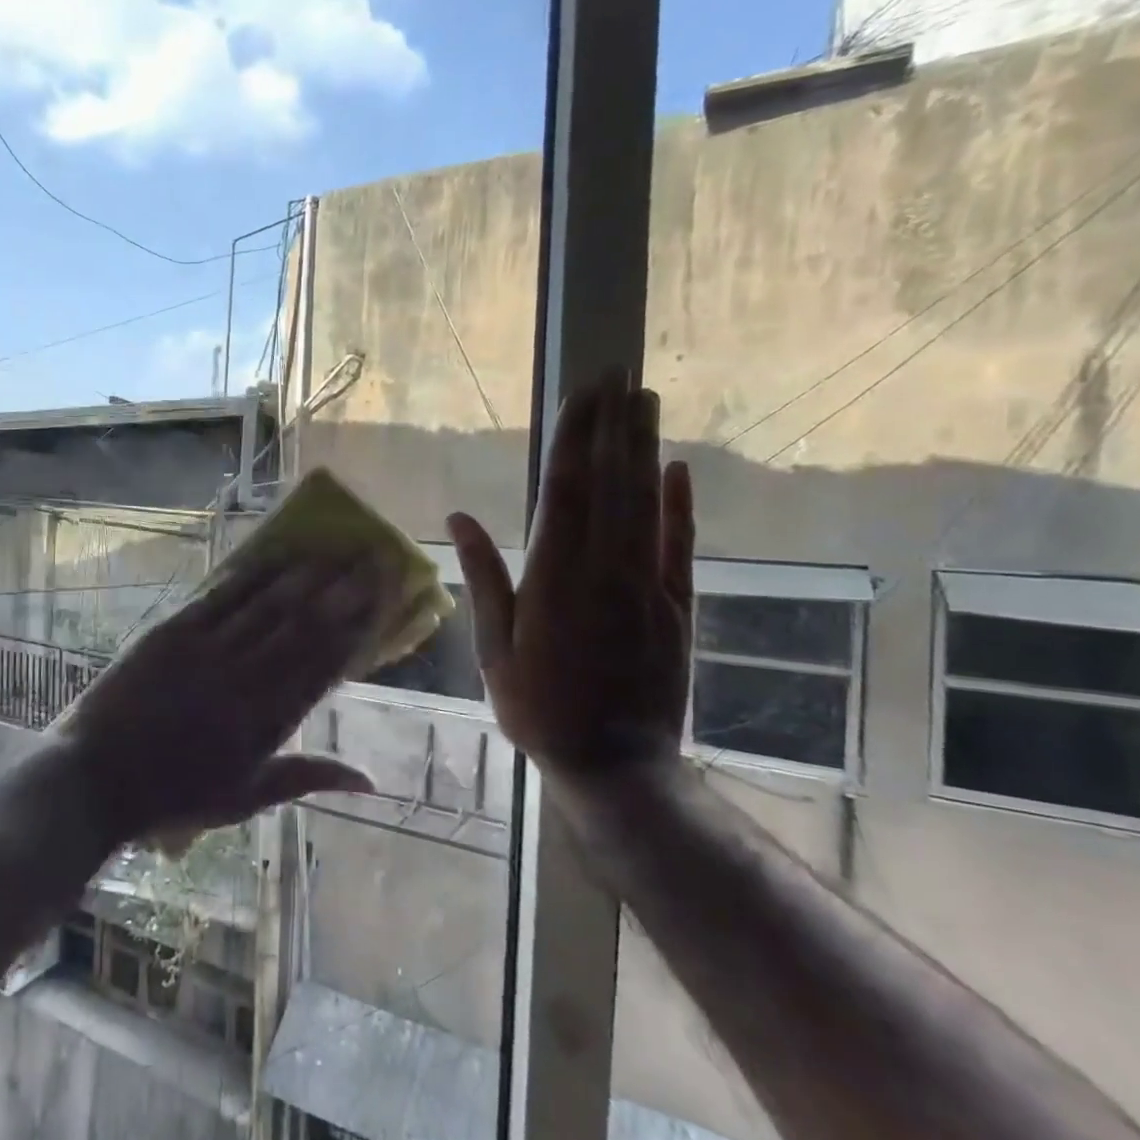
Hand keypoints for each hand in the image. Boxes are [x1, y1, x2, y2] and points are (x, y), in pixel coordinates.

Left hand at [54, 553, 393, 846]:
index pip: (322, 667)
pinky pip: (218, 598)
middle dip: (342, 591)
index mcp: (265, 724)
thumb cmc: (173, 796)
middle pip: (303, 628)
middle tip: (372, 559)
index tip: (383, 600)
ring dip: (304, 576)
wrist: (96, 780)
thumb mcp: (244, 798)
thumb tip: (370, 780)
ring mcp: (206, 653)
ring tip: (335, 549)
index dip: (356, 630)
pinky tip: (273, 556)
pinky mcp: (171, 633)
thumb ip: (306, 778)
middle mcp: (244, 681)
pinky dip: (249, 576)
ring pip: (266, 607)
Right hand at [447, 371, 693, 792]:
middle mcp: (606, 570)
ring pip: (647, 503)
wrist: (616, 766)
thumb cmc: (539, 708)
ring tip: (645, 400)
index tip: (581, 393)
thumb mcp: (495, 648)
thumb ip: (484, 577)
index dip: (574, 438)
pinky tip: (678, 468)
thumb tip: (459, 517)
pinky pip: (679, 544)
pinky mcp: (677, 606)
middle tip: (618, 373)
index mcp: (556, 579)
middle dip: (613, 424)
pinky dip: (680, 504)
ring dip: (645, 448)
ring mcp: (648, 586)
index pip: (567, 491)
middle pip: (612, 483)